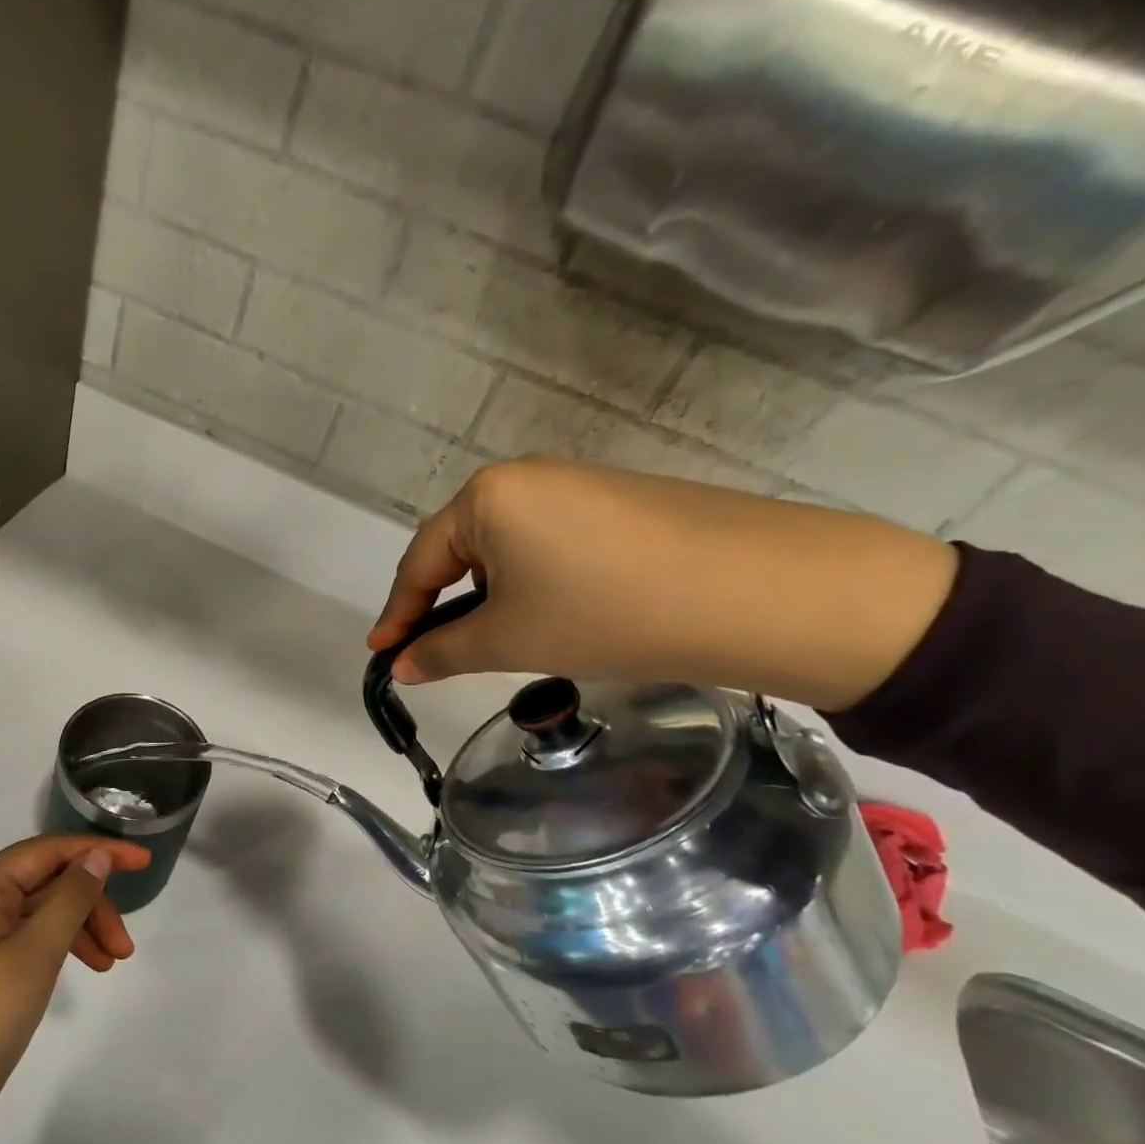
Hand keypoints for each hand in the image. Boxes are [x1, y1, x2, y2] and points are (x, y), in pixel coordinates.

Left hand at [0, 835, 149, 1143]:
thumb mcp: (35, 955)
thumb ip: (71, 898)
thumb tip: (96, 856)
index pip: (47, 850)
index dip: (98, 851)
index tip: (143, 861)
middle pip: (46, 882)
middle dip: (91, 905)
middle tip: (124, 947)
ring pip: (39, 912)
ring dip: (79, 929)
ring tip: (113, 964)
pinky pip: (26, 937)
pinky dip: (57, 947)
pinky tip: (82, 969)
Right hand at [367, 457, 957, 711]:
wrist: (764, 593)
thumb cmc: (606, 612)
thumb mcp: (510, 639)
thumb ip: (442, 651)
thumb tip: (401, 666)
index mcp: (486, 497)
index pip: (420, 562)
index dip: (397, 614)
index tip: (381, 655)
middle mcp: (525, 477)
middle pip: (460, 548)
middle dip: (441, 603)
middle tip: (433, 652)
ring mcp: (578, 484)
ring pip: (507, 547)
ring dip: (489, 595)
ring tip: (495, 640)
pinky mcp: (619, 502)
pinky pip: (550, 543)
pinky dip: (533, 582)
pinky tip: (552, 614)